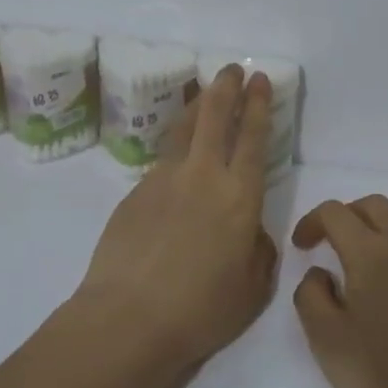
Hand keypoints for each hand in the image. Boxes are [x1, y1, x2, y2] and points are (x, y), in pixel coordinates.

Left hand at [76, 65, 278, 374]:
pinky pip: (162, 161)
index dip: (258, 106)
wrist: (128, 318)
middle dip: (226, 88)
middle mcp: (203, 176)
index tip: (259, 80)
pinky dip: (175, 149)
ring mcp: (164, 180)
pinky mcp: (135, 192)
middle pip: (214, 117)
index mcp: (239, 197)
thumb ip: (259, 251)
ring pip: (183, 129)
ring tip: (204, 92)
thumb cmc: (201, 310)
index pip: (252, 138)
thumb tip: (250, 232)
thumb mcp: (253, 289)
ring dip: (197, 106)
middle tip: (232, 68)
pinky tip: (176, 161)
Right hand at [291, 196, 387, 387]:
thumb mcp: (328, 345)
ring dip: (385, 229)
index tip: (302, 247)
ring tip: (374, 264)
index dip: (312, 221)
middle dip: (348, 217)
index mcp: (372, 253)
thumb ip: (311, 297)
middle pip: (374, 206)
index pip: (335, 213)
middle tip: (333, 246)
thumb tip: (321, 272)